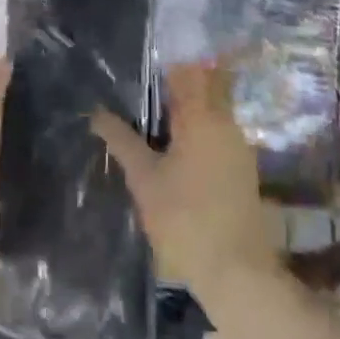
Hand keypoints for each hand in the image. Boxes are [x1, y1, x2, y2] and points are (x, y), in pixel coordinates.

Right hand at [91, 63, 280, 307]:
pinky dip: (198, 132)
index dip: (165, 64)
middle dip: (176, 86)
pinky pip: (218, 134)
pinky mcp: (243, 170)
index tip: (144, 65)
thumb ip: (121, 140)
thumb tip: (96, 113)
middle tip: (145, 94)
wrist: (238, 274)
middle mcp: (226, 123)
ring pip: (212, 112)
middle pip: (202, 87)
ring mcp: (239, 147)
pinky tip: (176, 150)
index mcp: (202, 116)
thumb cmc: (185, 220)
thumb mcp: (144, 180)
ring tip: (155, 121)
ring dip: (187, 110)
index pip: (186, 70)